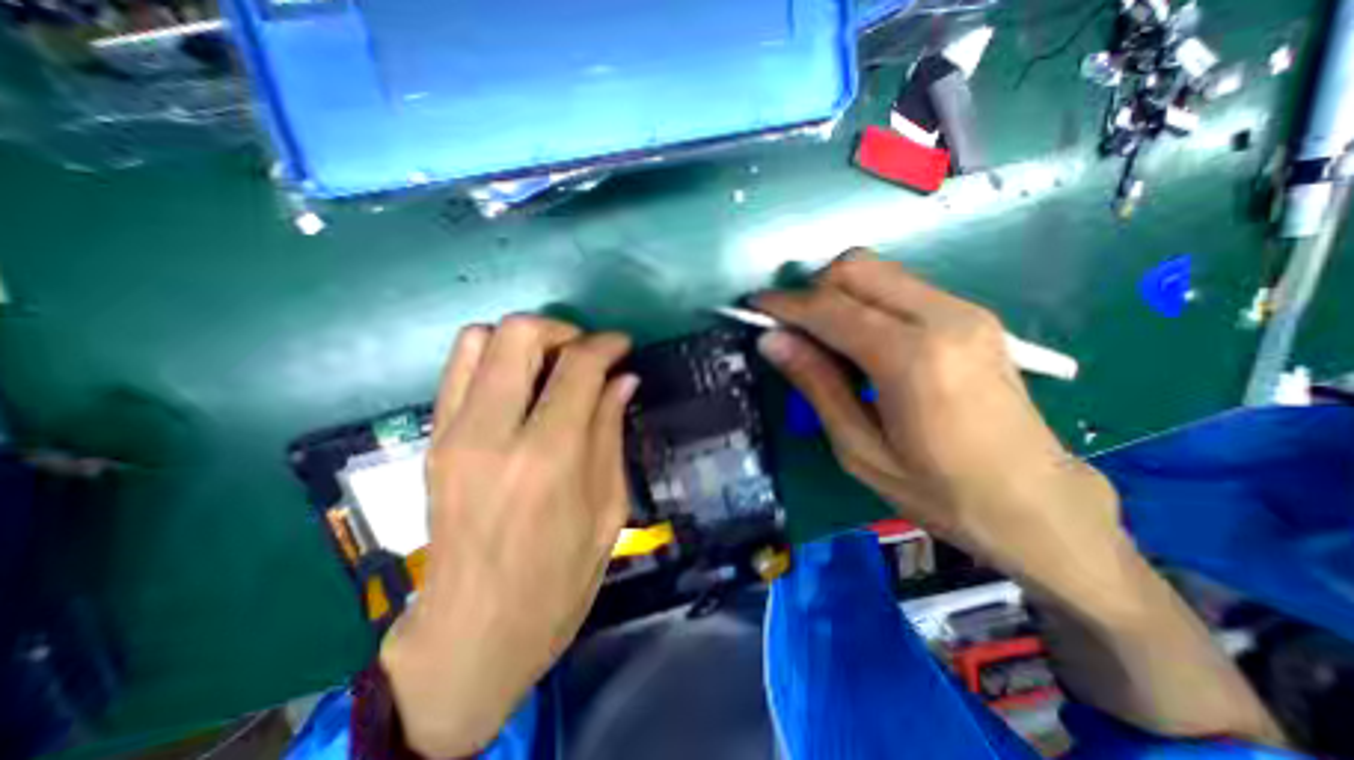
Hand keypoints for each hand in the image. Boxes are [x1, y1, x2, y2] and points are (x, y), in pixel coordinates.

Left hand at [377, 312, 639, 752]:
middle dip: (562, 330)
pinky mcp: (433, 440)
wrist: (473, 631)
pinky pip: (458, 368)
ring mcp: (452, 434)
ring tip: (552, 365)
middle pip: (518, 334)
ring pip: (479, 339)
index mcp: (547, 457)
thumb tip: (623, 379)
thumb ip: (610, 432)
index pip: (577, 367)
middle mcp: (492, 433)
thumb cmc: (559, 579)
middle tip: (586, 353)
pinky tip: (520, 384)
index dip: (606, 345)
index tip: (622, 345)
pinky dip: (494, 357)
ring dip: (524, 339)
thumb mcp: (607, 508)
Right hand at [757, 254, 1127, 595]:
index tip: (754, 309)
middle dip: (812, 290)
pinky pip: (900, 287)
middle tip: (793, 330)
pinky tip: (860, 340)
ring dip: (837, 293)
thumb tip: (772, 340)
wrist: (1036, 502)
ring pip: (879, 271)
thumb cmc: (939, 490)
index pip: (831, 308)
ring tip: (823, 338)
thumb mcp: (859, 448)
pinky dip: (865, 300)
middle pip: (857, 268)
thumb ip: (816, 384)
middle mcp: (943, 318)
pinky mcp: (972, 315)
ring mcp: (965, 311)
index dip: (785, 305)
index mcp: (913, 359)